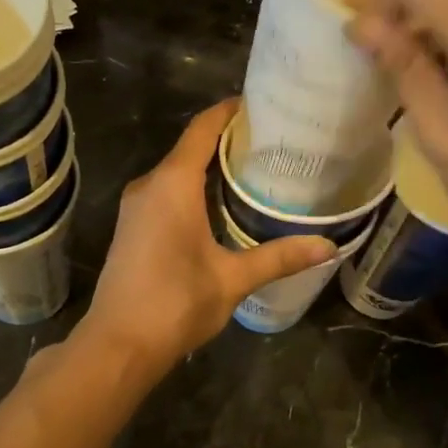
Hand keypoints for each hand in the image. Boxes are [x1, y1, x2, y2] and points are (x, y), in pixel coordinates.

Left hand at [79, 99, 335, 372]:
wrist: (119, 344)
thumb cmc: (176, 303)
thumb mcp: (233, 279)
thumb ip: (279, 257)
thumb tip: (329, 246)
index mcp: (173, 184)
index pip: (203, 129)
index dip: (229, 111)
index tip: (261, 103)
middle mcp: (150, 185)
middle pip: (191, 146)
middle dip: (228, 138)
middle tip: (274, 140)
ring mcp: (136, 206)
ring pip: (178, 170)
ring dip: (211, 165)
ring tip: (256, 166)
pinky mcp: (132, 225)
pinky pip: (167, 190)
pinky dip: (195, 186)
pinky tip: (223, 201)